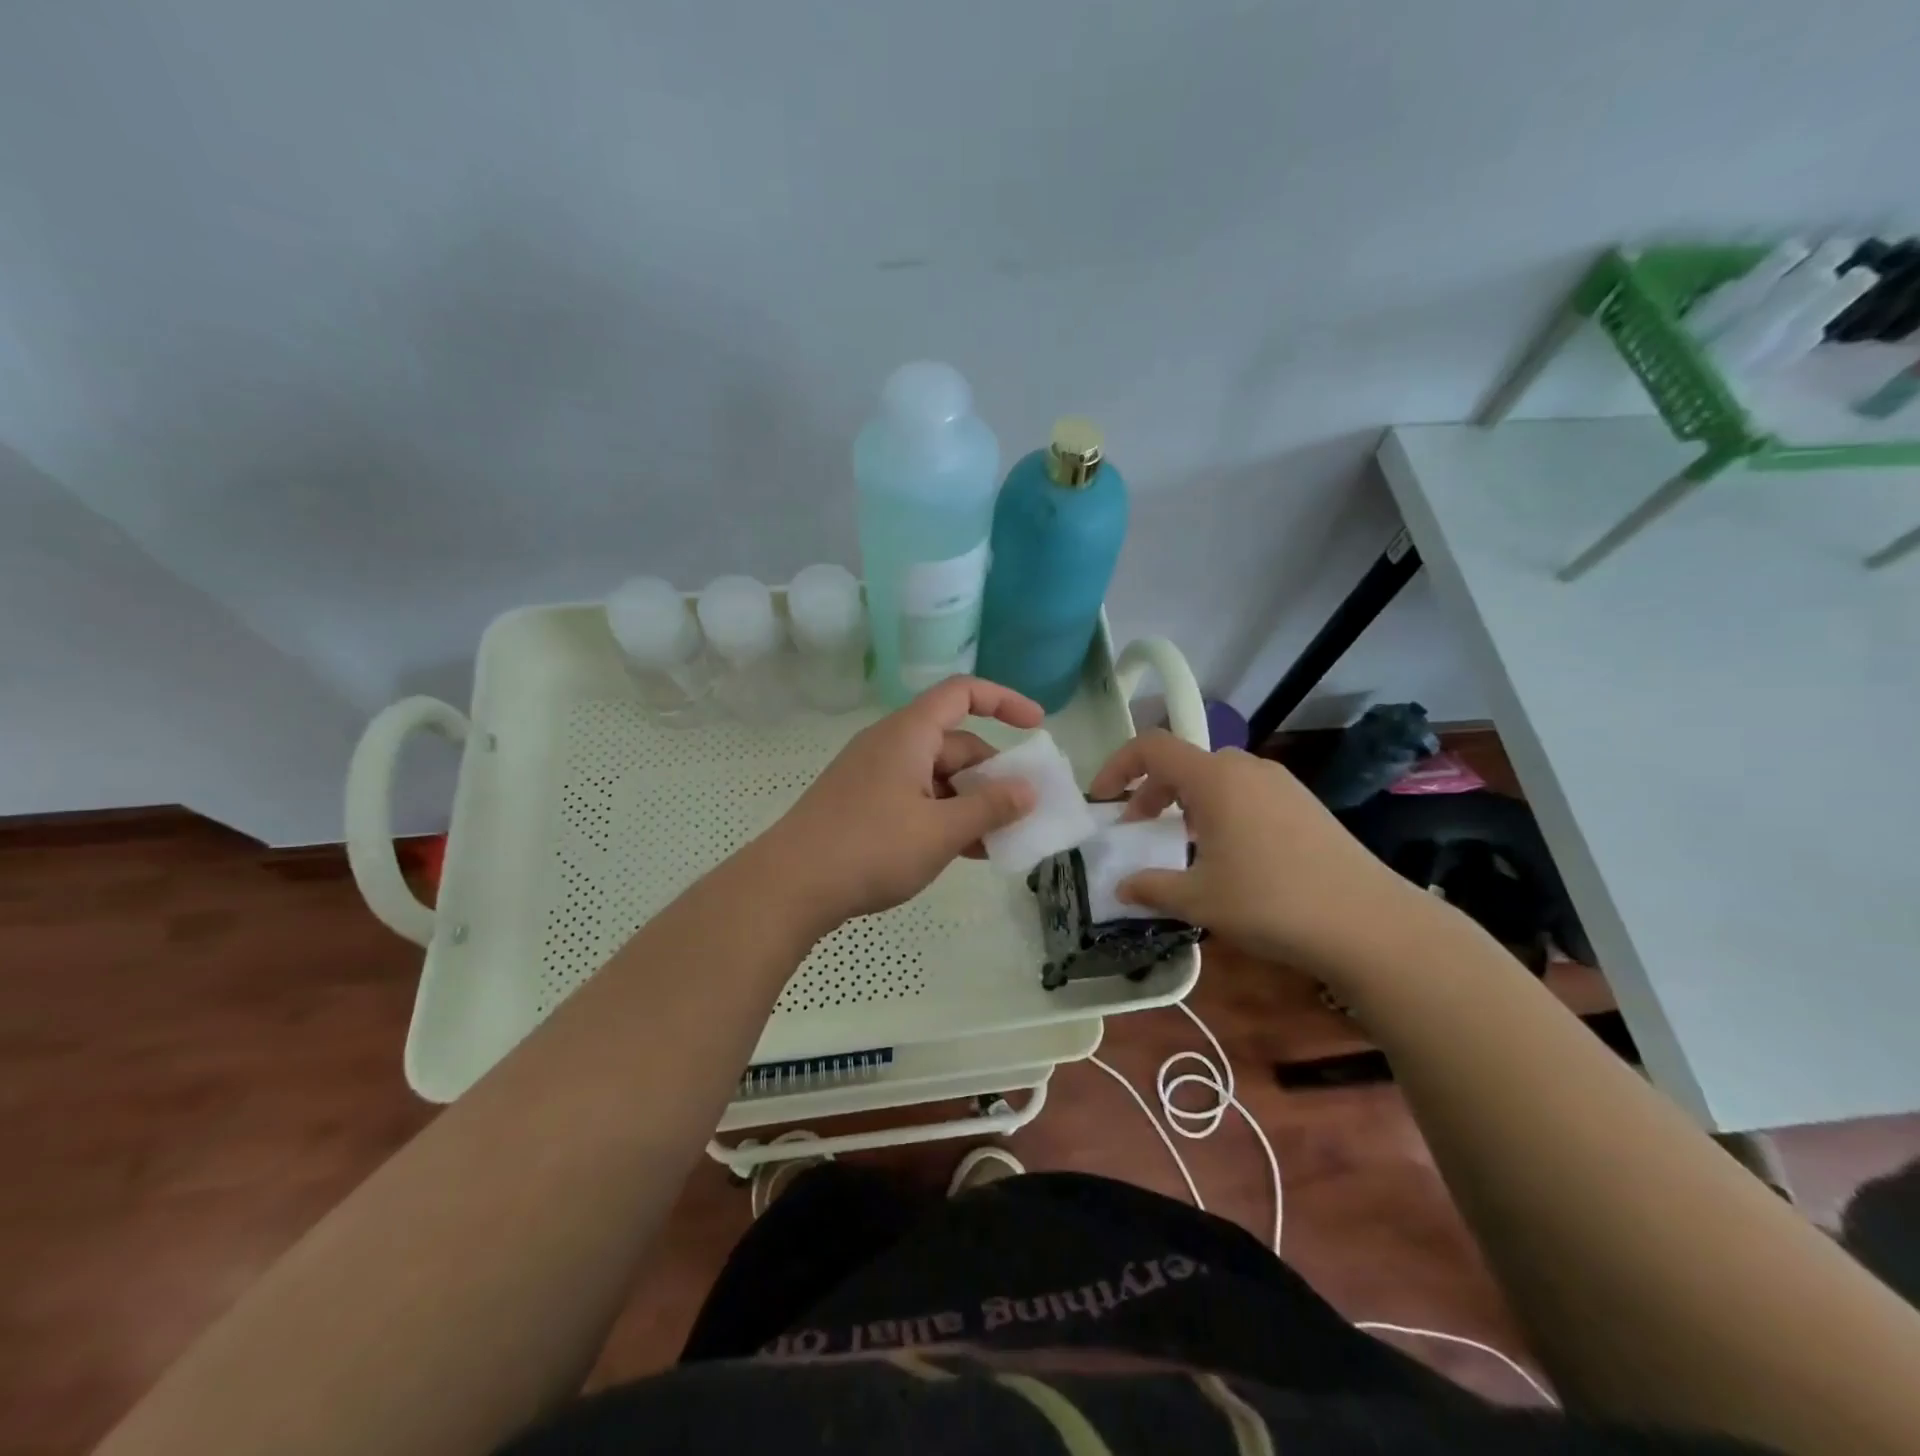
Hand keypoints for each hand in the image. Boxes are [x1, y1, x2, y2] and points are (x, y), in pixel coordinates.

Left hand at [758, 676, 1044, 927]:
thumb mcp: (941, 830)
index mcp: (909, 734)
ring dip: (971, 802)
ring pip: (937, 777)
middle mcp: (891, 745)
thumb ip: (990, 808)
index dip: (1003, 700)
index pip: (962, 693)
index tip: (1037, 725)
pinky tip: (964, 852)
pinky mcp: (863, 804)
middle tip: (1023, 811)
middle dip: (993, 775)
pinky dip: (944, 816)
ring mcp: (874, 776)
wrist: (790, 886)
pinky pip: (916, 799)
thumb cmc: (871, 848)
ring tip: (999, 840)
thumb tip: (1029, 790)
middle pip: (955, 743)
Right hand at [1086, 731, 1432, 981]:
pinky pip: (1246, 794)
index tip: (1101, 799)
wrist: (1368, 922)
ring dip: (1187, 804)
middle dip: (1152, 793)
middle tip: (1139, 831)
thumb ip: (1150, 887)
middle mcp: (1246, 768)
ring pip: (1216, 779)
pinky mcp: (1304, 804)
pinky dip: (1220, 812)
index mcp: (1214, 777)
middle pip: (1184, 764)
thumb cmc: (1270, 902)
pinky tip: (1230, 856)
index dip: (1117, 766)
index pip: (1151, 747)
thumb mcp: (1198, 899)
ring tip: (1183, 847)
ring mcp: (1280, 784)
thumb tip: (1120, 887)